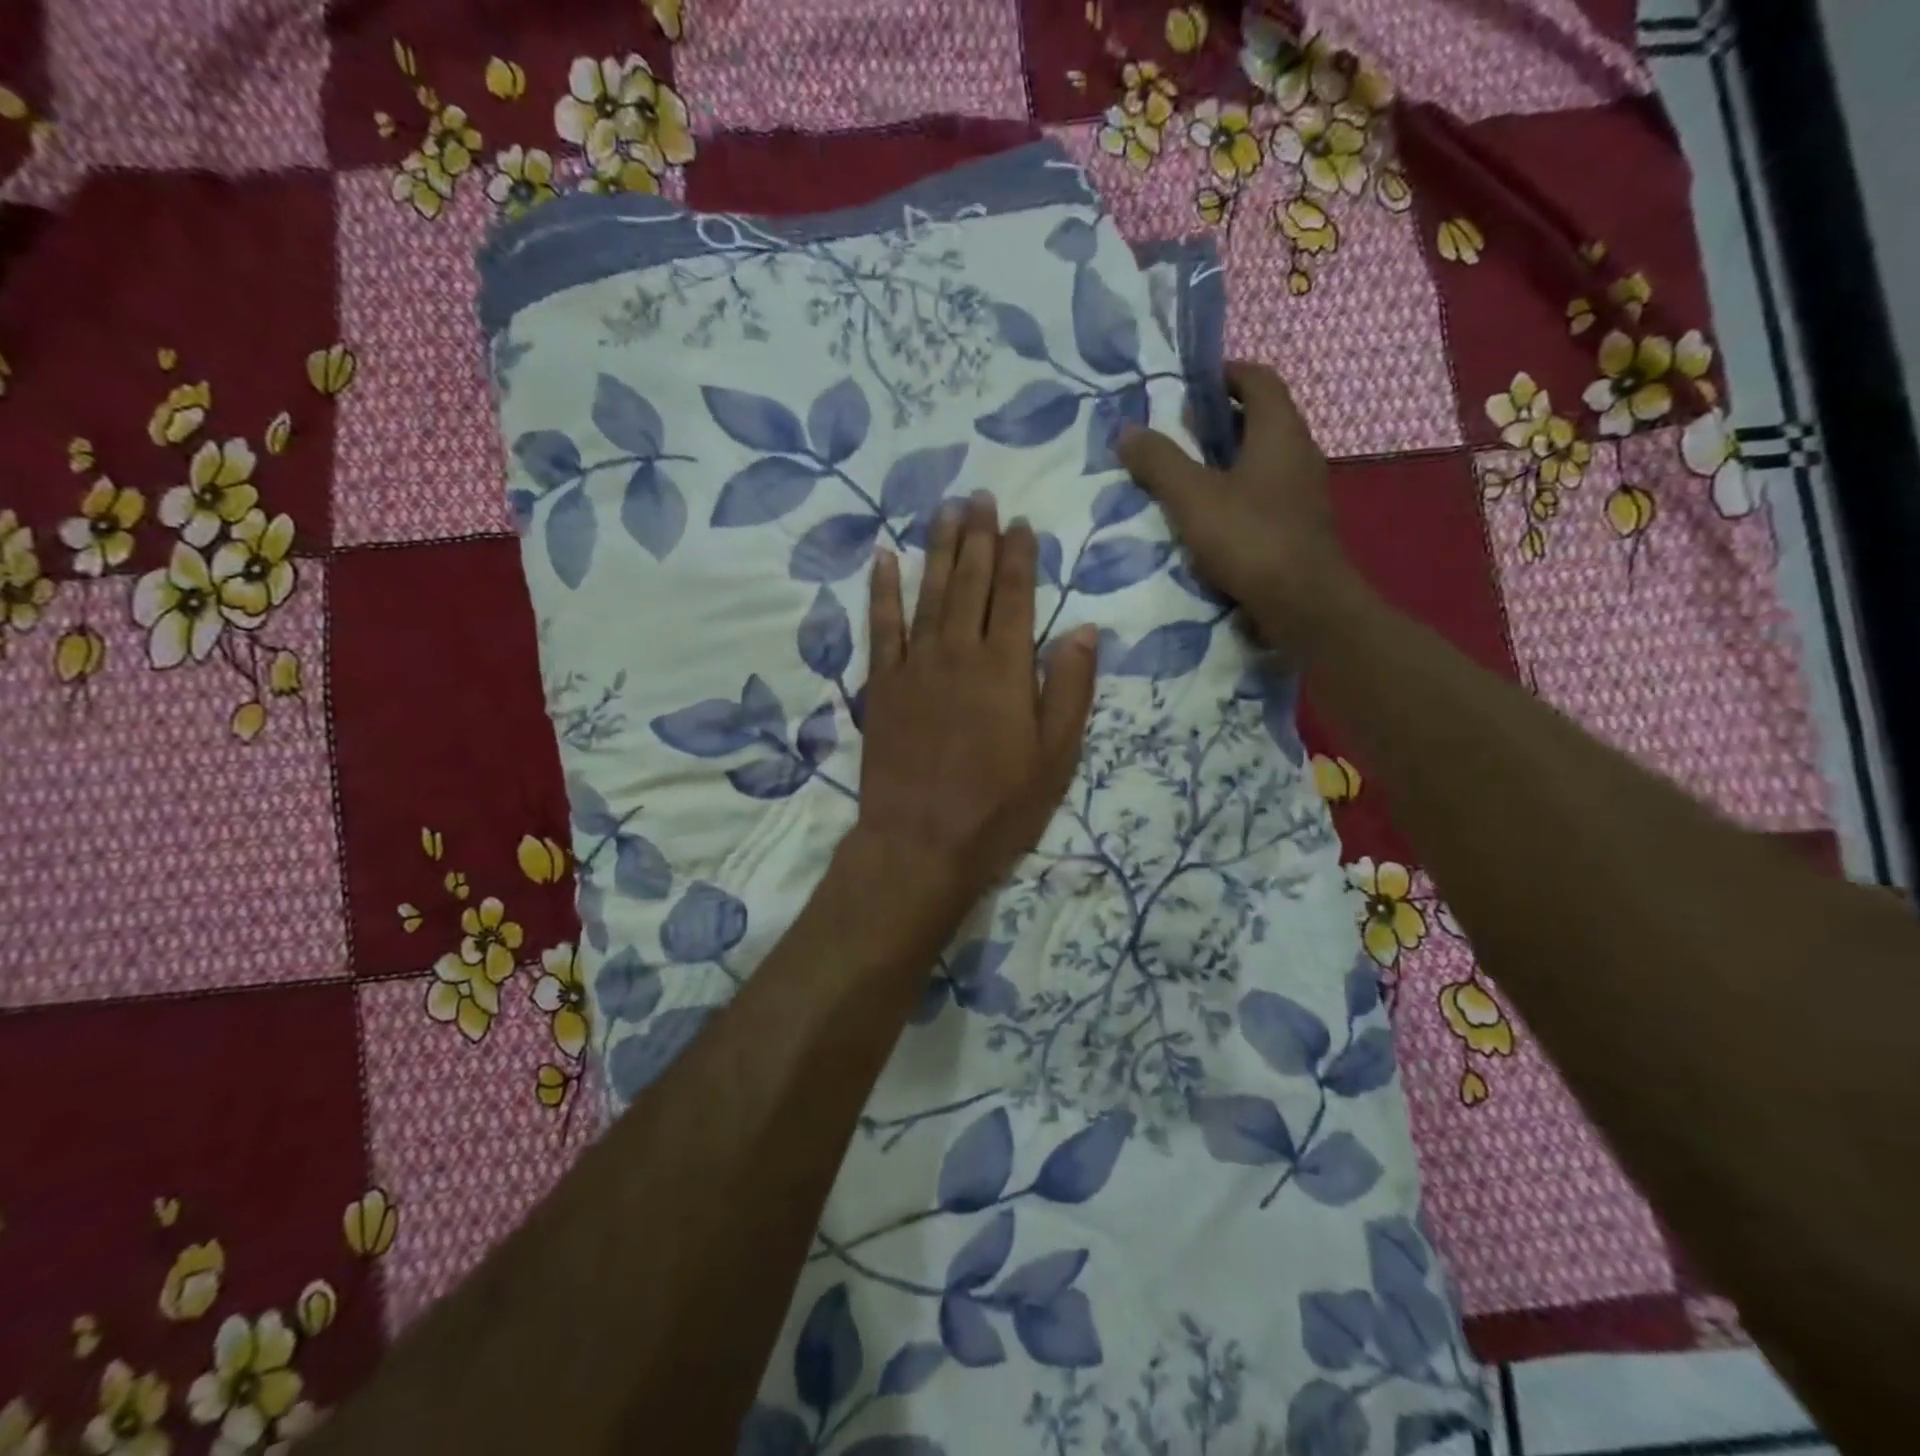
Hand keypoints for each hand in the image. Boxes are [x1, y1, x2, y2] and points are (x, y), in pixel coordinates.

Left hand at [852, 494, 1097, 915]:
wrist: (922, 842)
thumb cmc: (998, 807)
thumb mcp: (1055, 758)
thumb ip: (1069, 690)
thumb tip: (1084, 629)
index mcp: (1006, 669)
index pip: (1016, 596)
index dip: (1019, 556)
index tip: (1020, 523)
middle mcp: (959, 653)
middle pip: (970, 583)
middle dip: (978, 537)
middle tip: (980, 497)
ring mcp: (916, 666)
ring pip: (928, 593)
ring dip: (937, 549)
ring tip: (944, 510)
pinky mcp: (883, 686)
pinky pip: (881, 627)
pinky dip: (882, 591)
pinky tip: (883, 558)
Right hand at [1118, 360, 1356, 656]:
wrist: (1303, 603)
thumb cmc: (1249, 538)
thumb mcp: (1192, 497)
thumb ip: (1160, 462)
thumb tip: (1127, 430)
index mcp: (1279, 431)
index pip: (1258, 379)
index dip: (1224, 374)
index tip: (1189, 385)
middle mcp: (1297, 452)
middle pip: (1259, 418)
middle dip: (1218, 420)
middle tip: (1175, 432)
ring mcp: (1301, 492)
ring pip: (1260, 459)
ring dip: (1224, 459)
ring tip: (1183, 475)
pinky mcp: (1297, 525)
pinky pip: (1262, 493)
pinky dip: (1234, 492)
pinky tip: (1206, 516)